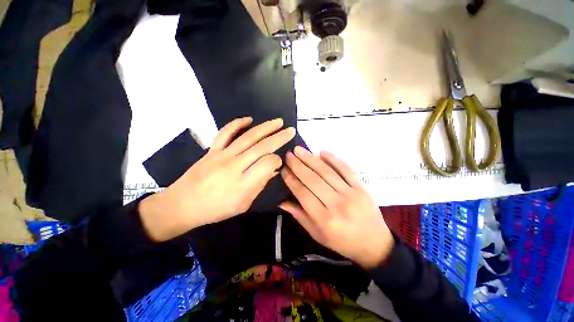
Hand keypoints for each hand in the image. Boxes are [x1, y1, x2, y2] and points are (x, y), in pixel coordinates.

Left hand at [139, 117, 294, 241]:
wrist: (182, 205)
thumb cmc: (216, 209)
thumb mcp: (243, 204)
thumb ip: (260, 185)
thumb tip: (273, 169)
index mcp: (243, 183)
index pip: (268, 164)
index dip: (277, 160)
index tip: (279, 161)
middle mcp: (235, 166)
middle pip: (262, 147)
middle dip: (279, 137)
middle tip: (291, 130)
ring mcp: (222, 155)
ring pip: (248, 137)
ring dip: (265, 127)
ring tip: (278, 122)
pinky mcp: (212, 150)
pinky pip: (225, 133)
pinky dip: (237, 123)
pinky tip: (249, 119)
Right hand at [280, 147, 393, 268]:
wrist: (374, 243)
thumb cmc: (342, 241)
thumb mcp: (317, 234)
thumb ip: (299, 216)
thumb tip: (281, 201)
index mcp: (324, 219)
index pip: (303, 194)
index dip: (291, 180)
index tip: (283, 170)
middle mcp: (337, 205)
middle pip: (313, 180)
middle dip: (298, 165)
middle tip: (288, 155)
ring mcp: (351, 194)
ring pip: (327, 172)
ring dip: (311, 159)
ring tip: (299, 150)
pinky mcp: (361, 187)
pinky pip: (346, 169)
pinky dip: (333, 159)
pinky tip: (322, 151)